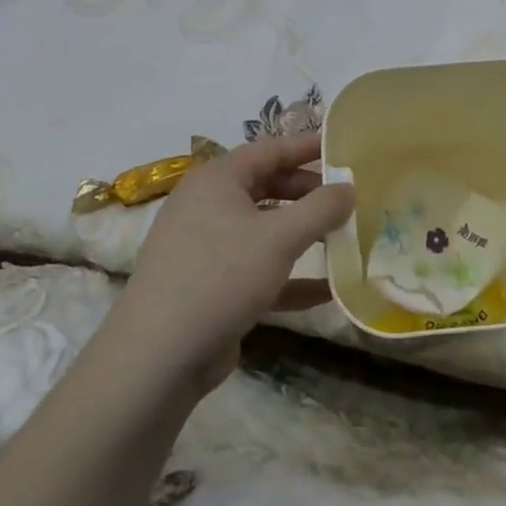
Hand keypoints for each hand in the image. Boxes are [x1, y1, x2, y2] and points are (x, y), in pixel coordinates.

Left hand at [110, 132, 351, 400]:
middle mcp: (207, 206)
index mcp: (217, 180)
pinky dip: (289, 275)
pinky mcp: (210, 287)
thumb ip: (321, 208)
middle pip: (268, 187)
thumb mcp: (280, 237)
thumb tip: (349, 188)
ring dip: (303, 235)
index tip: (345, 147)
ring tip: (344, 238)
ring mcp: (206, 248)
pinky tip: (328, 289)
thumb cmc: (220, 277)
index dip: (308, 147)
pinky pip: (257, 270)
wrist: (157, 359)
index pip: (270, 150)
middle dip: (309, 194)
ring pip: (264, 230)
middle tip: (348, 199)